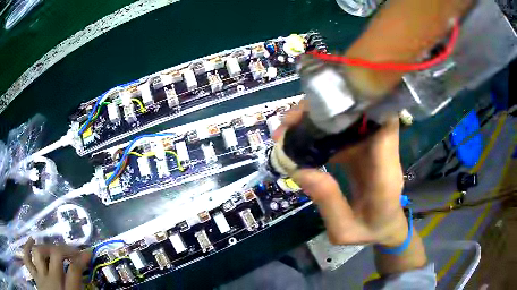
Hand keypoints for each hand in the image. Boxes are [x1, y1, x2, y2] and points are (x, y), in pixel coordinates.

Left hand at [23, 238, 90, 289]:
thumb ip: (78, 289)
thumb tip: (84, 280)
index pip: (75, 271)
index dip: (82, 259)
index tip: (88, 252)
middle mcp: (52, 281)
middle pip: (56, 256)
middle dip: (65, 249)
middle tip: (73, 250)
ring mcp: (40, 276)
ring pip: (39, 253)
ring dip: (46, 248)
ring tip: (53, 248)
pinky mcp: (34, 275)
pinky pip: (27, 257)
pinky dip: (27, 247)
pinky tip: (31, 240)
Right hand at [274, 100, 406, 246]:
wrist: (386, 230)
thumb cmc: (371, 232)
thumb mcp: (344, 230)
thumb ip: (327, 202)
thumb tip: (298, 169)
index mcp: (385, 173)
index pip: (385, 125)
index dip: (364, 106)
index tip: (328, 104)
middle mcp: (383, 154)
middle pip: (361, 116)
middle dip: (326, 110)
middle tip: (289, 121)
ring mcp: (373, 150)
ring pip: (350, 121)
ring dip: (320, 118)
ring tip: (288, 128)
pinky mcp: (363, 151)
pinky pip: (344, 133)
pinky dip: (322, 131)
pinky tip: (301, 138)